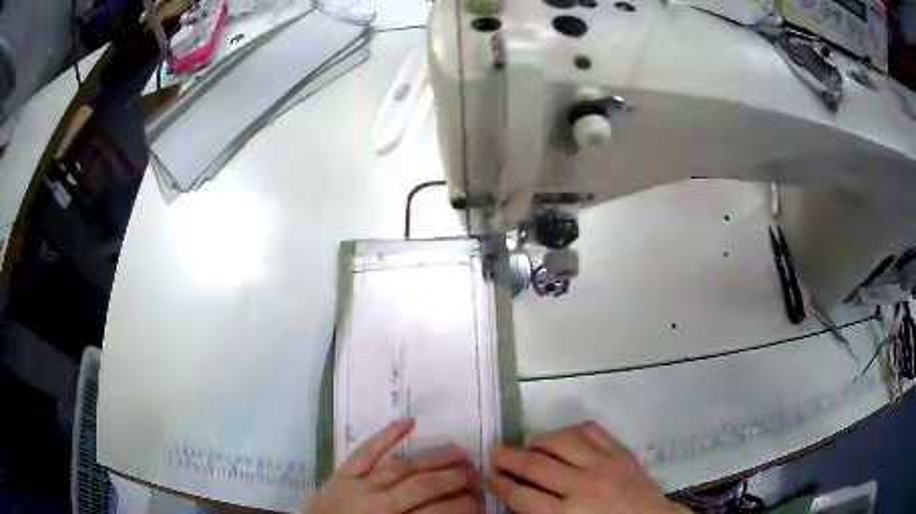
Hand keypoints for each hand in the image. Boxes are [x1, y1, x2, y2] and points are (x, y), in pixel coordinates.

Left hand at [304, 418, 481, 513]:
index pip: (438, 512)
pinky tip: (408, 422)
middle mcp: (377, 503)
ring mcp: (357, 485)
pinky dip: (385, 435)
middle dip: (456, 479)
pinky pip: (364, 452)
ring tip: (459, 451)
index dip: (464, 505)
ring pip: (401, 467)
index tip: (481, 499)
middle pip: (424, 487)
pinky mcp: (340, 475)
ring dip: (433, 458)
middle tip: (478, 473)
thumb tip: (452, 512)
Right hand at [487, 422, 687, 513]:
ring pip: (561, 441)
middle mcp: (584, 487)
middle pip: (536, 467)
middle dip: (509, 458)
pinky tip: (561, 437)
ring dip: (538, 441)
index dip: (502, 485)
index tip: (490, 476)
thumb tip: (517, 494)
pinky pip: (591, 430)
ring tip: (527, 445)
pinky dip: (571, 430)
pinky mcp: (622, 452)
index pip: (523, 497)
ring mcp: (605, 465)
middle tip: (495, 452)